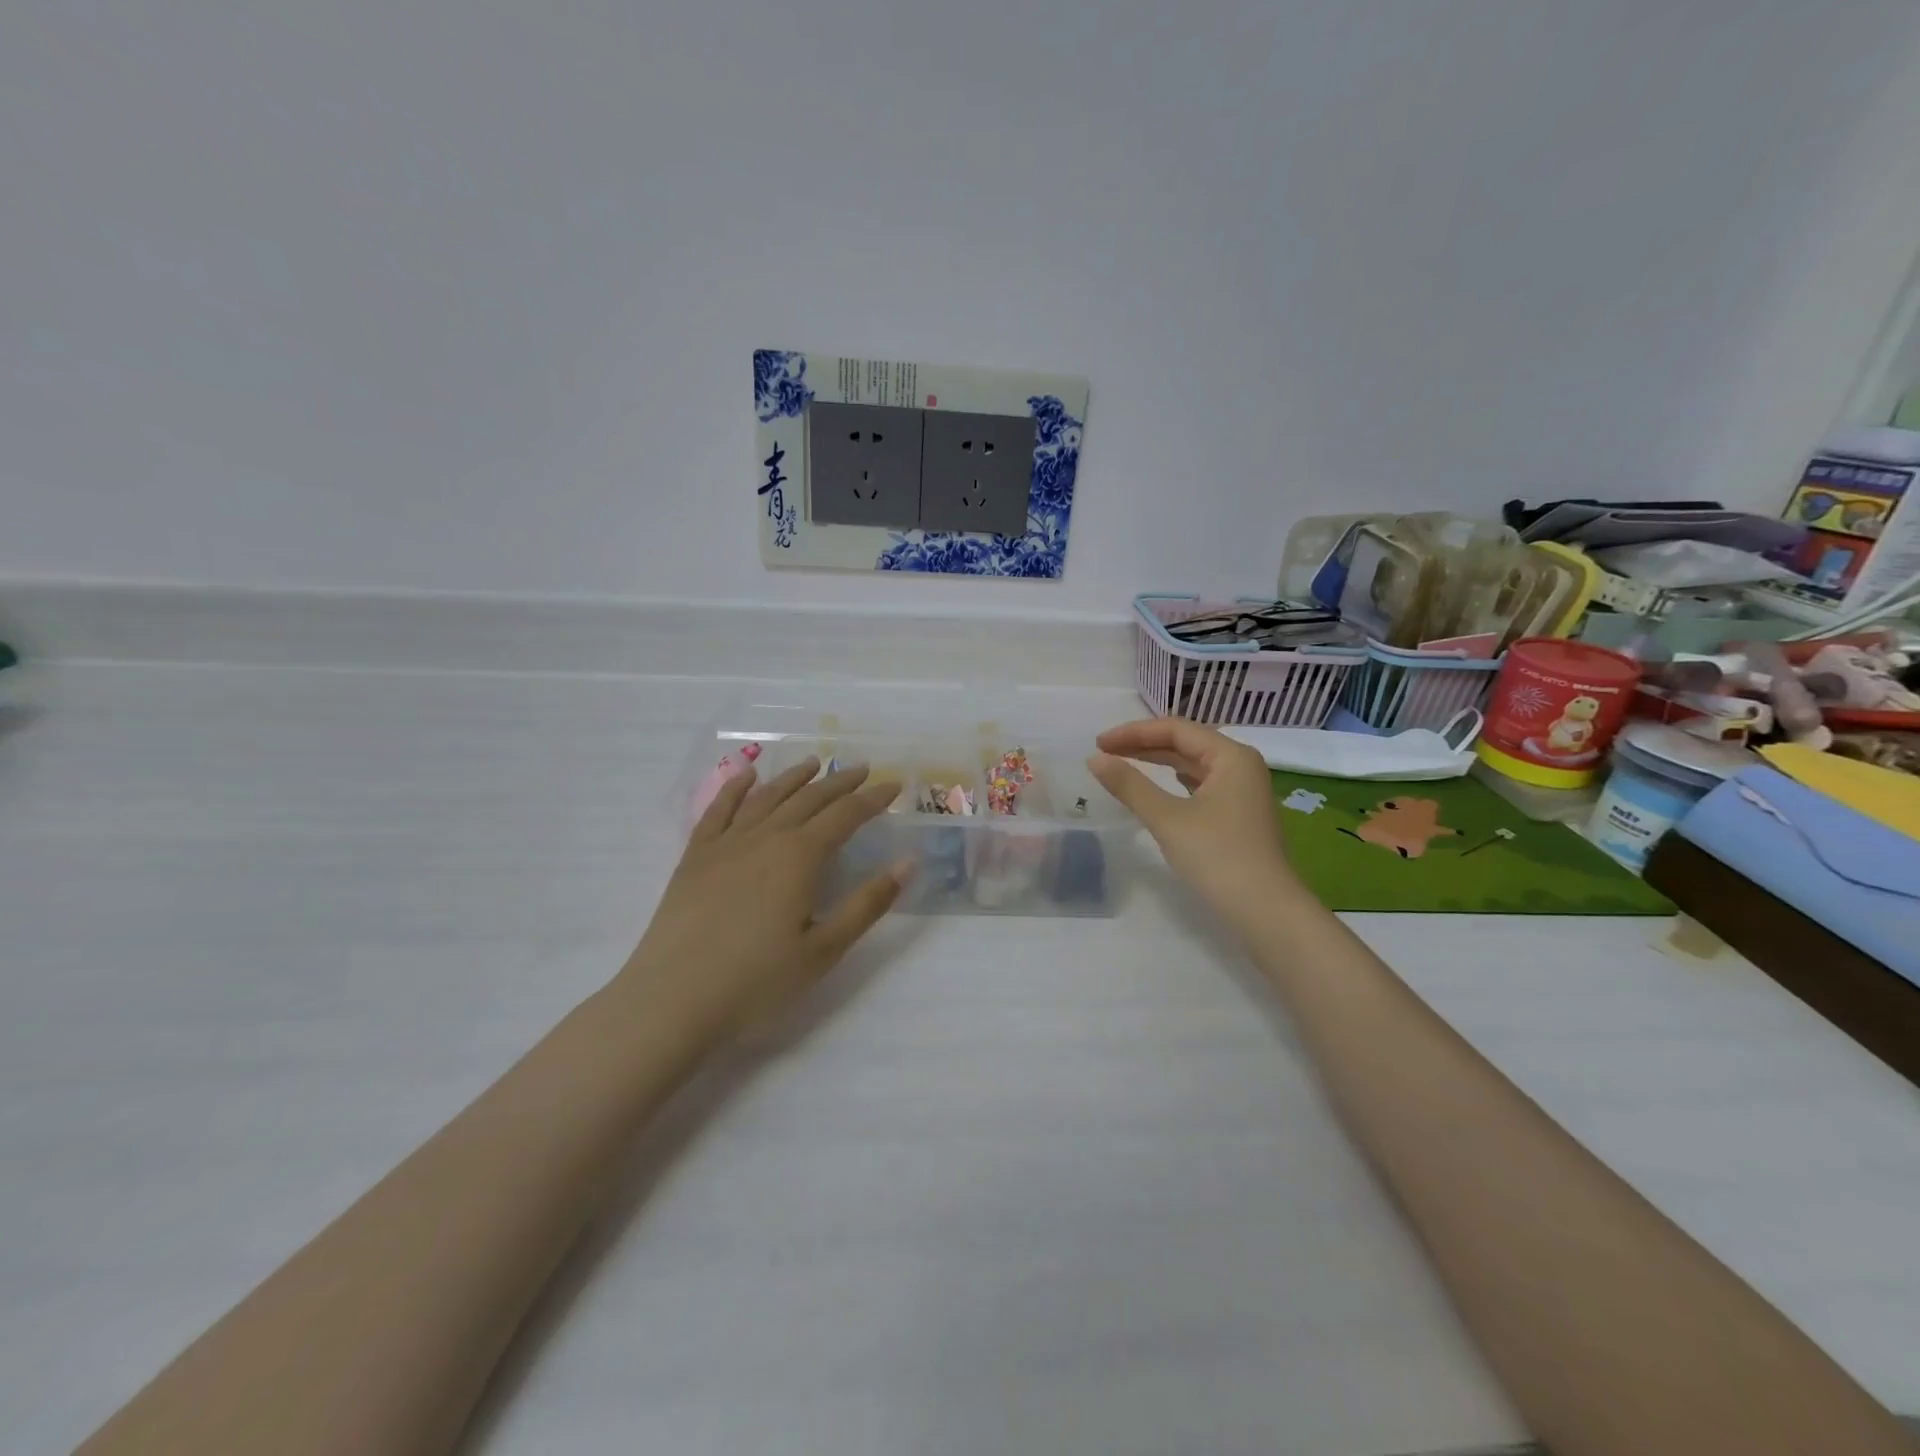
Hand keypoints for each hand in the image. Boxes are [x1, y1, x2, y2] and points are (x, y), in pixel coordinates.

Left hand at [619, 758, 909, 1043]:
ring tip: (813, 763)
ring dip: (794, 778)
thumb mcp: (824, 951)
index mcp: (800, 857)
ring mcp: (725, 844)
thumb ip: (868, 903)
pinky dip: (735, 788)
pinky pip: (718, 810)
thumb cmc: (756, 982)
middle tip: (862, 768)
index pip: (845, 816)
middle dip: (840, 782)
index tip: (893, 786)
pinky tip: (747, 777)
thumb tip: (908, 862)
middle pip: (809, 799)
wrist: (671, 1001)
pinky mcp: (694, 858)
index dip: (872, 799)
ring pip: (767, 797)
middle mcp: (765, 838)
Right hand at [1088, 719, 1302, 925]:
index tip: (1098, 744)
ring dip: (1158, 762)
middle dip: (1143, 745)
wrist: (1266, 912)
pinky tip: (1159, 786)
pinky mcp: (1238, 815)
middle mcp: (1241, 766)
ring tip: (1124, 764)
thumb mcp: (1167, 818)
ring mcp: (1243, 791)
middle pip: (1186, 743)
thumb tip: (1095, 759)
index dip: (1134, 732)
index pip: (1176, 729)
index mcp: (1231, 756)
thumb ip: (1130, 785)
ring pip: (1193, 764)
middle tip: (1104, 753)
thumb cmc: (1218, 857)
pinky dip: (1174, 781)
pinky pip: (1200, 785)